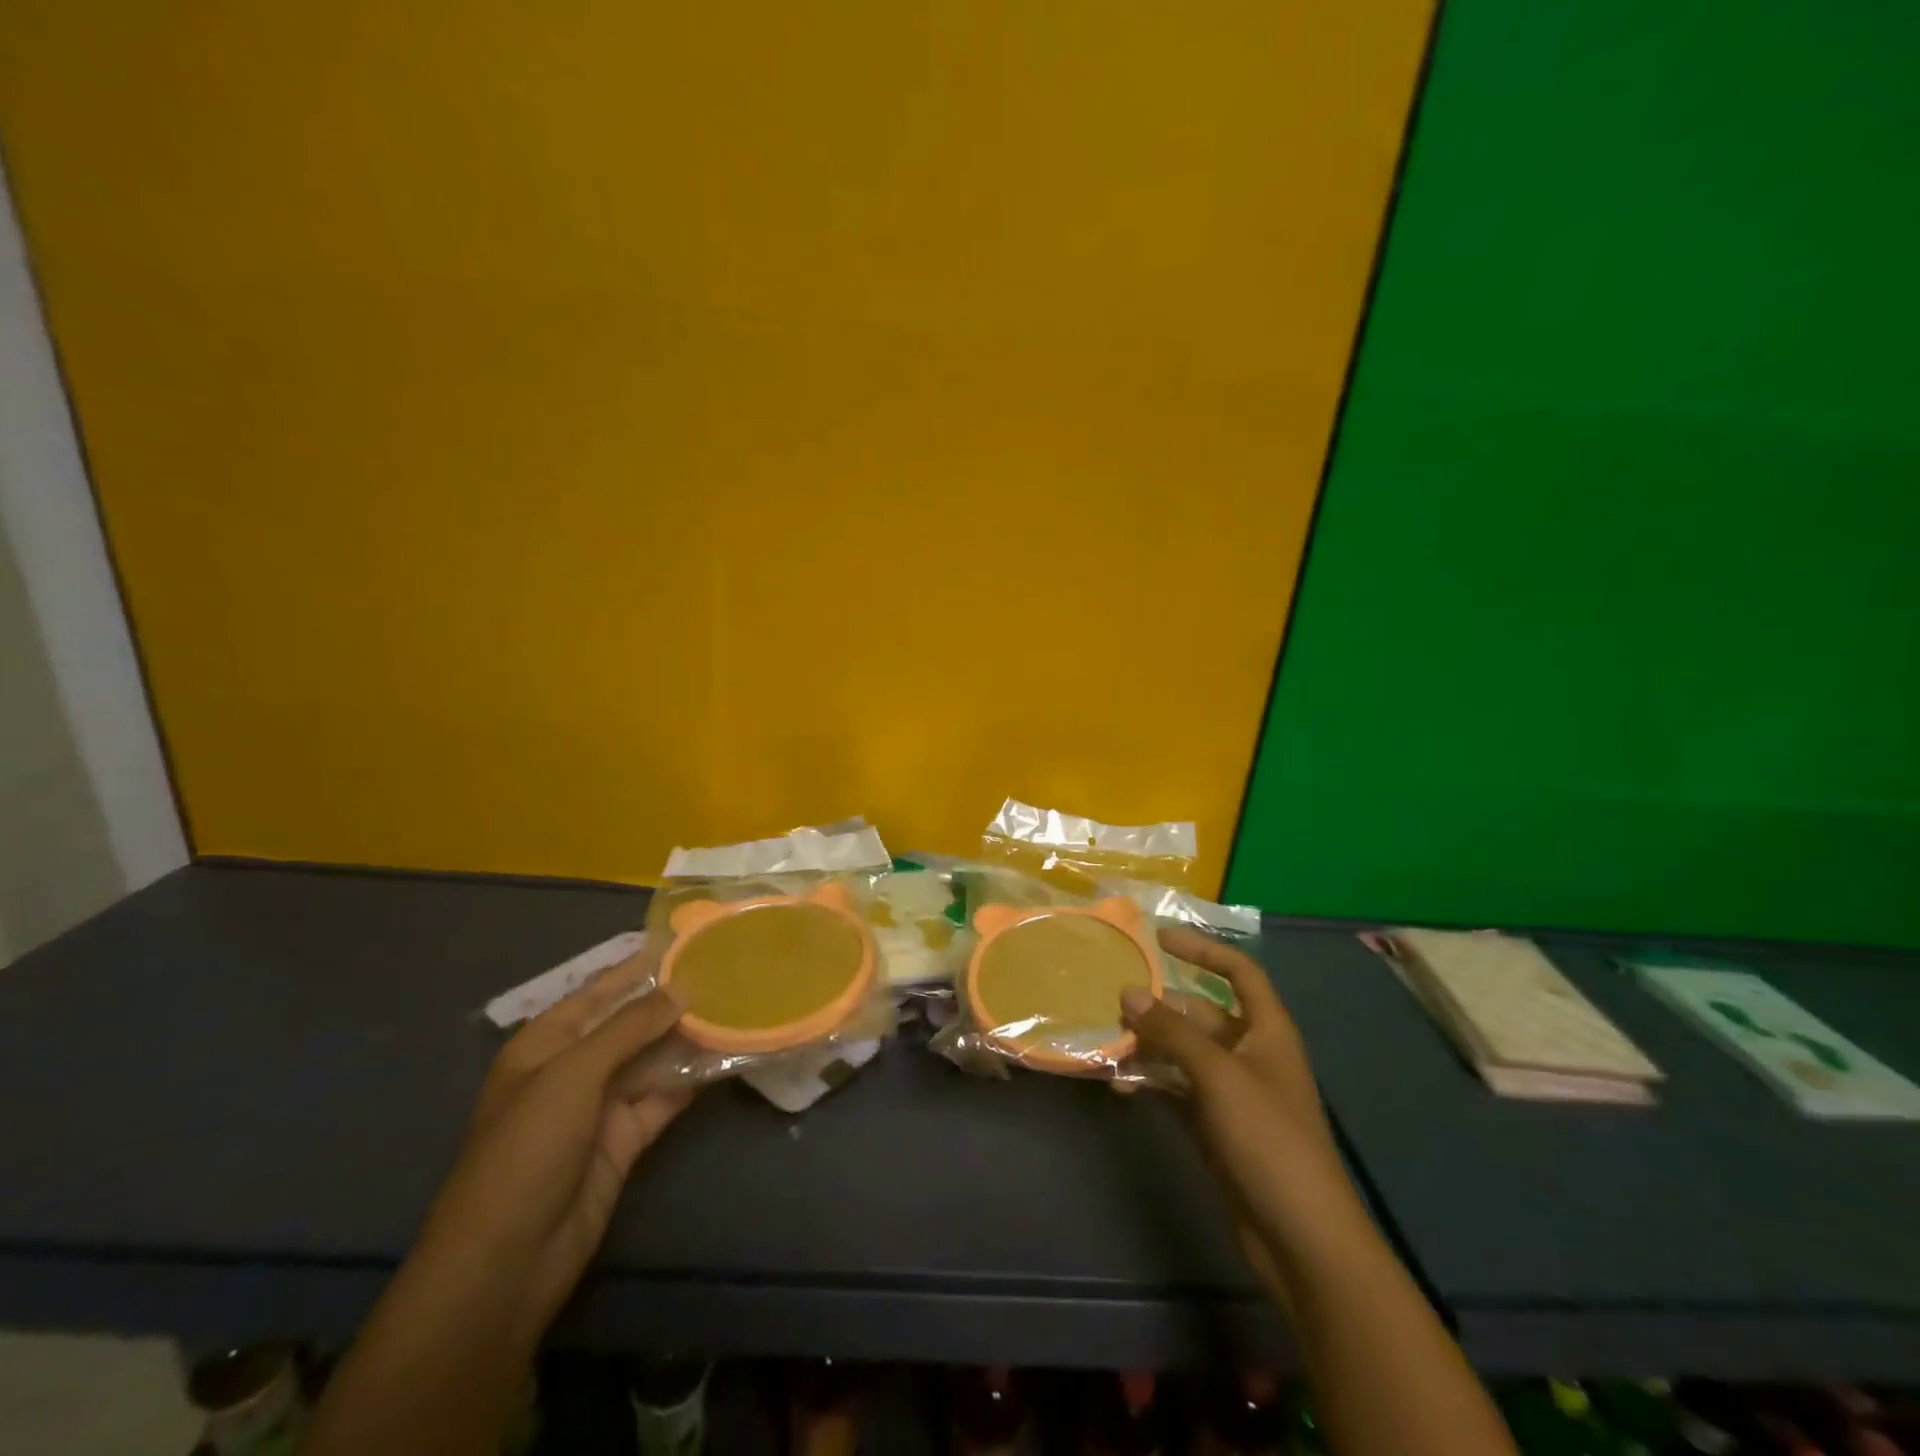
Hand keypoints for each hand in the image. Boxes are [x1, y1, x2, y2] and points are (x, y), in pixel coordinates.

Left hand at [417, 957, 694, 1345]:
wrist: (507, 1262)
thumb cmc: (525, 1150)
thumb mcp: (572, 1075)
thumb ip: (630, 1028)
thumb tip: (681, 989)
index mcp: (545, 1045)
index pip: (597, 993)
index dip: (636, 968)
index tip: (684, 942)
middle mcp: (573, 1069)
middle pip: (630, 1025)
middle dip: (671, 1002)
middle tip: (725, 972)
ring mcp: (601, 1106)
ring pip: (652, 1059)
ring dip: (688, 1037)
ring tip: (736, 1005)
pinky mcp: (626, 1139)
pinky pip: (664, 1096)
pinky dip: (692, 1077)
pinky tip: (727, 1054)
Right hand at [1122, 928, 1365, 1278]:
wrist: (1299, 1236)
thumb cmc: (1268, 1138)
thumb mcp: (1218, 1075)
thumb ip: (1171, 1031)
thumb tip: (1127, 992)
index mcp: (1267, 1031)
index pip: (1239, 973)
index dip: (1203, 951)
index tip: (1160, 939)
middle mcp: (1249, 1053)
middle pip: (1200, 1013)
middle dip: (1160, 1006)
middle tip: (1114, 1002)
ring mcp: (1231, 1091)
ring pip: (1183, 1052)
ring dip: (1149, 1045)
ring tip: (1108, 1043)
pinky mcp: (1214, 1125)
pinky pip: (1176, 1088)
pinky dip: (1150, 1082)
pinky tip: (1119, 1085)